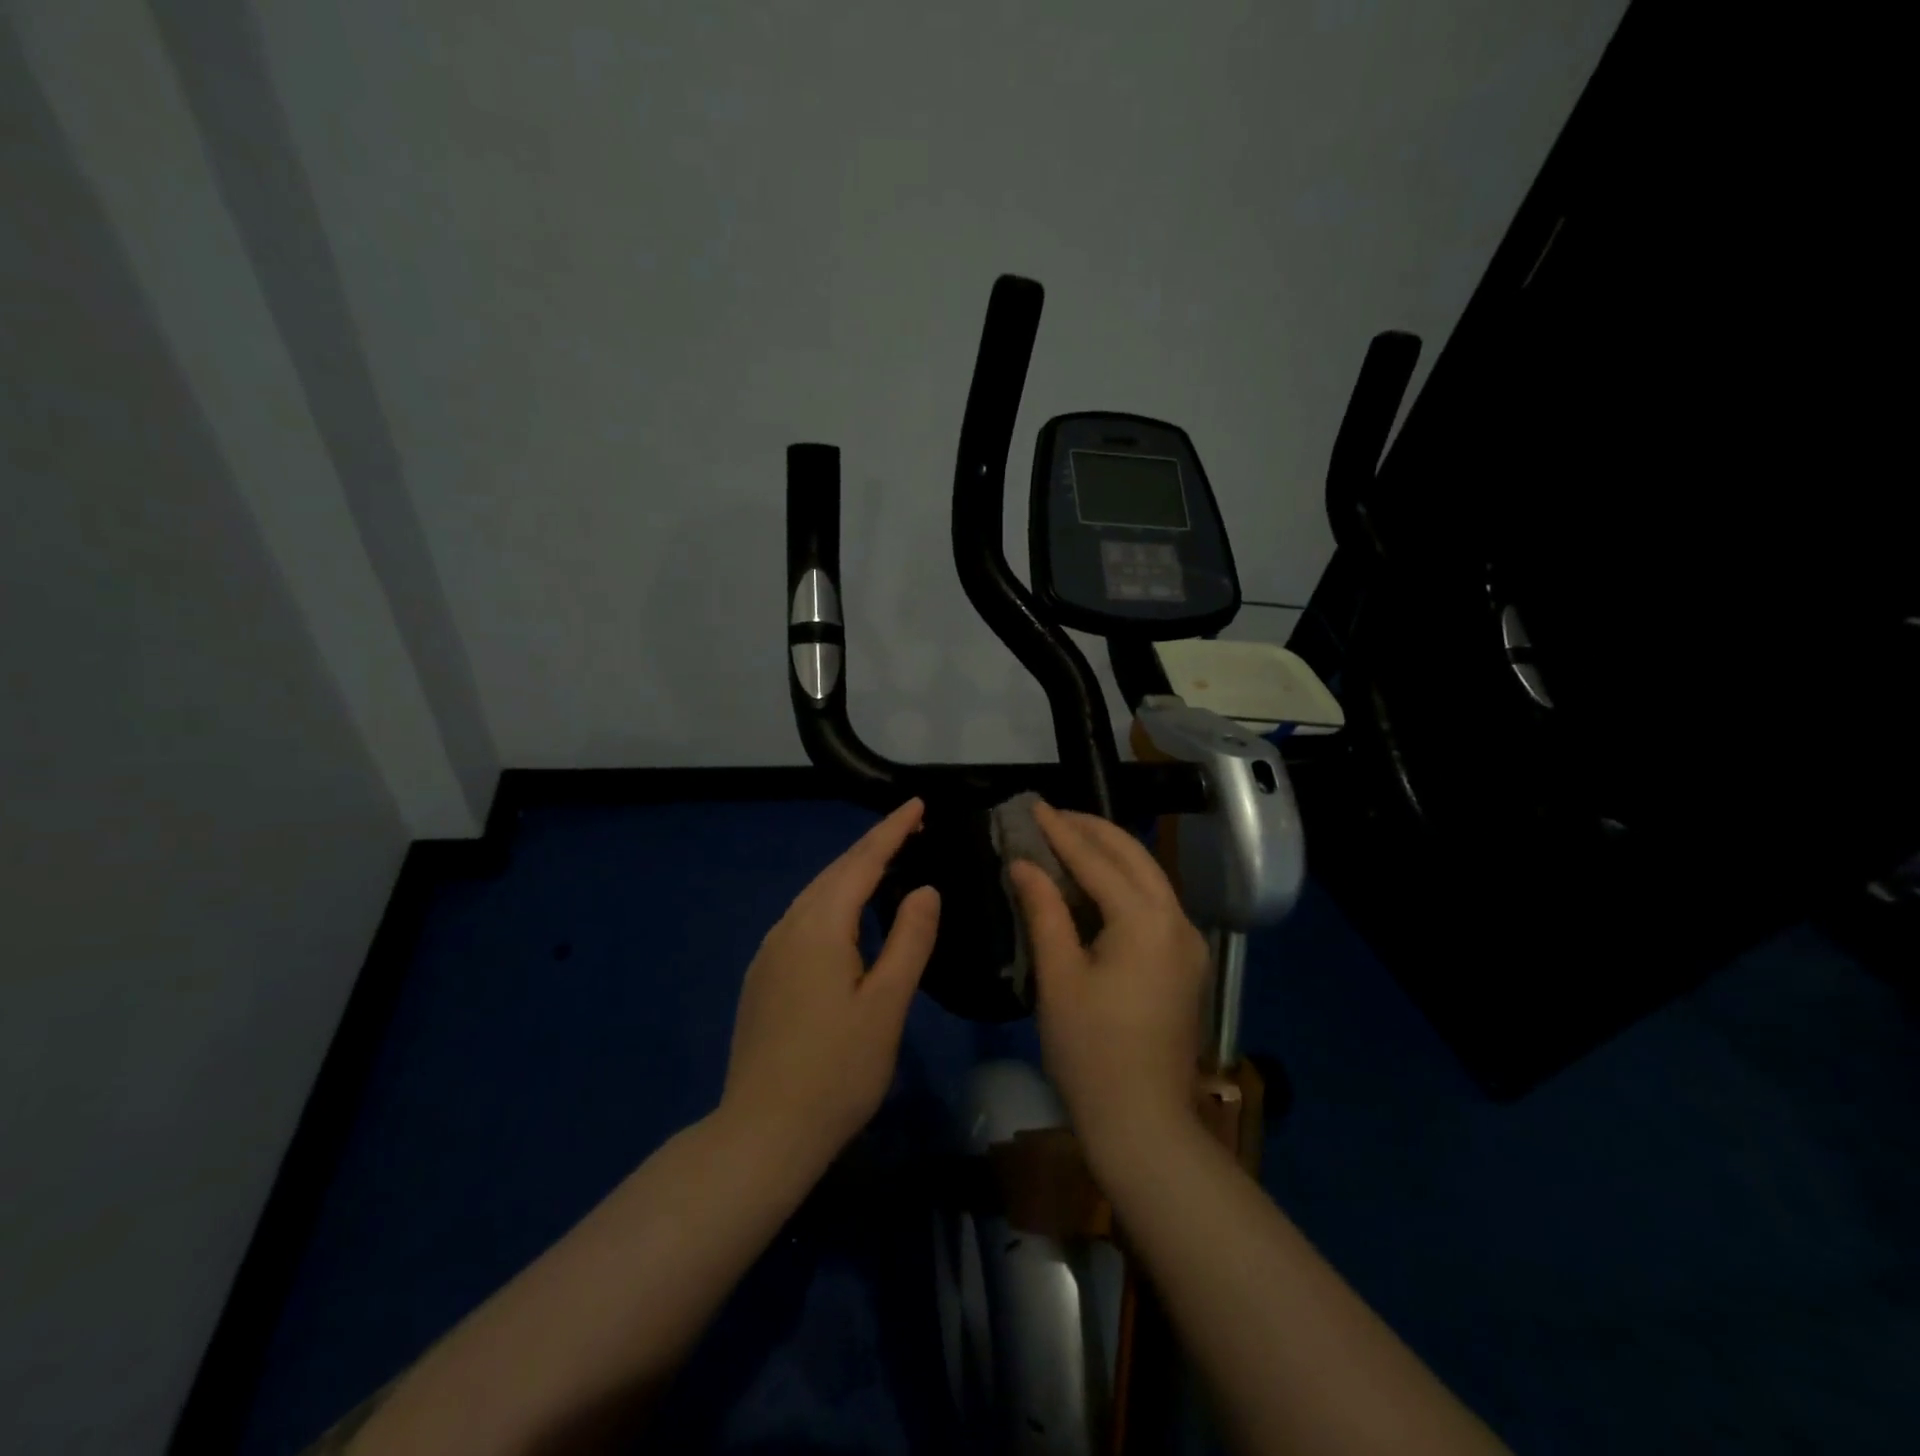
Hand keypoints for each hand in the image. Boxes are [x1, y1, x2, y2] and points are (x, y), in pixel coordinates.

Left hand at [720, 799, 940, 1175]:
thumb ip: (909, 939)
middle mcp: (788, 927)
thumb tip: (924, 889)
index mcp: (820, 927)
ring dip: (852, 872)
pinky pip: (804, 918)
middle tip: (911, 827)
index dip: (891, 830)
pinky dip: (833, 900)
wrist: (762, 1133)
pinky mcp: (763, 976)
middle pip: (835, 872)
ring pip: (816, 894)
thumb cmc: (837, 1071)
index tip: (917, 804)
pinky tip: (848, 915)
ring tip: (887, 861)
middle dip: (873, 845)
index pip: (862, 862)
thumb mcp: (887, 1005)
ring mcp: (769, 952)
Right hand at [1009, 803, 1211, 1165]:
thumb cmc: (1091, 1052)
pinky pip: (1154, 903)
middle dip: (1092, 830)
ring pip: (1148, 877)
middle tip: (1051, 815)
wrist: (1144, 1123)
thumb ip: (1044, 911)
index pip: (1096, 860)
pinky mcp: (1185, 962)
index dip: (1060, 831)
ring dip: (1110, 853)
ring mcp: (1187, 942)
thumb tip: (1024, 863)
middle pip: (1133, 856)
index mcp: (1145, 921)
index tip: (1033, 805)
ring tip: (1068, 838)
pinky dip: (1123, 882)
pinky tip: (1095, 882)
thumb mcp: (1059, 978)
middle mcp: (1176, 920)